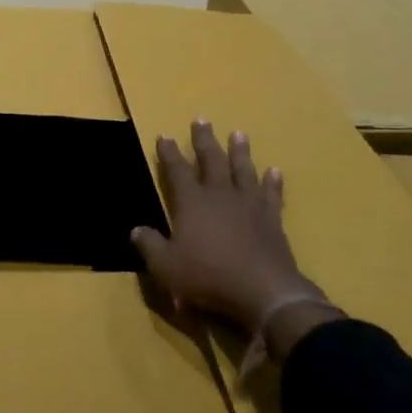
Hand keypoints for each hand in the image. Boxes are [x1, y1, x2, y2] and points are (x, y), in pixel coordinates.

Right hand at [131, 120, 341, 361]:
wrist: (264, 292)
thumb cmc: (208, 276)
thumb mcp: (166, 266)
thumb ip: (150, 246)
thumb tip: (137, 230)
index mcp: (192, 203)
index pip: (176, 171)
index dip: (169, 153)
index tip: (164, 136)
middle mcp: (220, 196)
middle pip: (211, 161)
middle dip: (204, 140)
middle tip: (201, 120)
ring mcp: (249, 205)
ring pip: (243, 170)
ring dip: (240, 152)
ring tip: (239, 134)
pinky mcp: (272, 220)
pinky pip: (271, 195)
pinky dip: (273, 182)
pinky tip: (274, 171)